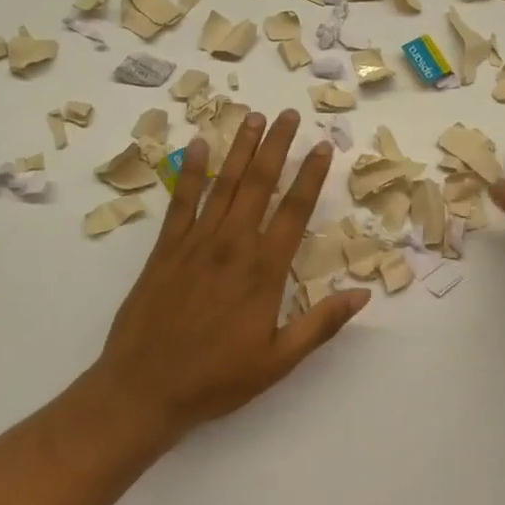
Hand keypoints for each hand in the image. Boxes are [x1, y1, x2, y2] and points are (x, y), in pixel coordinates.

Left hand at [88, 109, 369, 438]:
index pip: (294, 211)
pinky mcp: (165, 249)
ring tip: (254, 117)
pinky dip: (191, 172)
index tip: (322, 146)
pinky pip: (181, 202)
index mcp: (263, 271)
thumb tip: (363, 294)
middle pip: (259, 185)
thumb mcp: (278, 361)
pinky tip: (200, 146)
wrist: (142, 390)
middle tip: (288, 114)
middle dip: (276, 146)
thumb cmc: (216, 379)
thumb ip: (320, 324)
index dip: (311, 176)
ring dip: (240, 149)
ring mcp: (195, 243)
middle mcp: (231, 246)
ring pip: (224, 185)